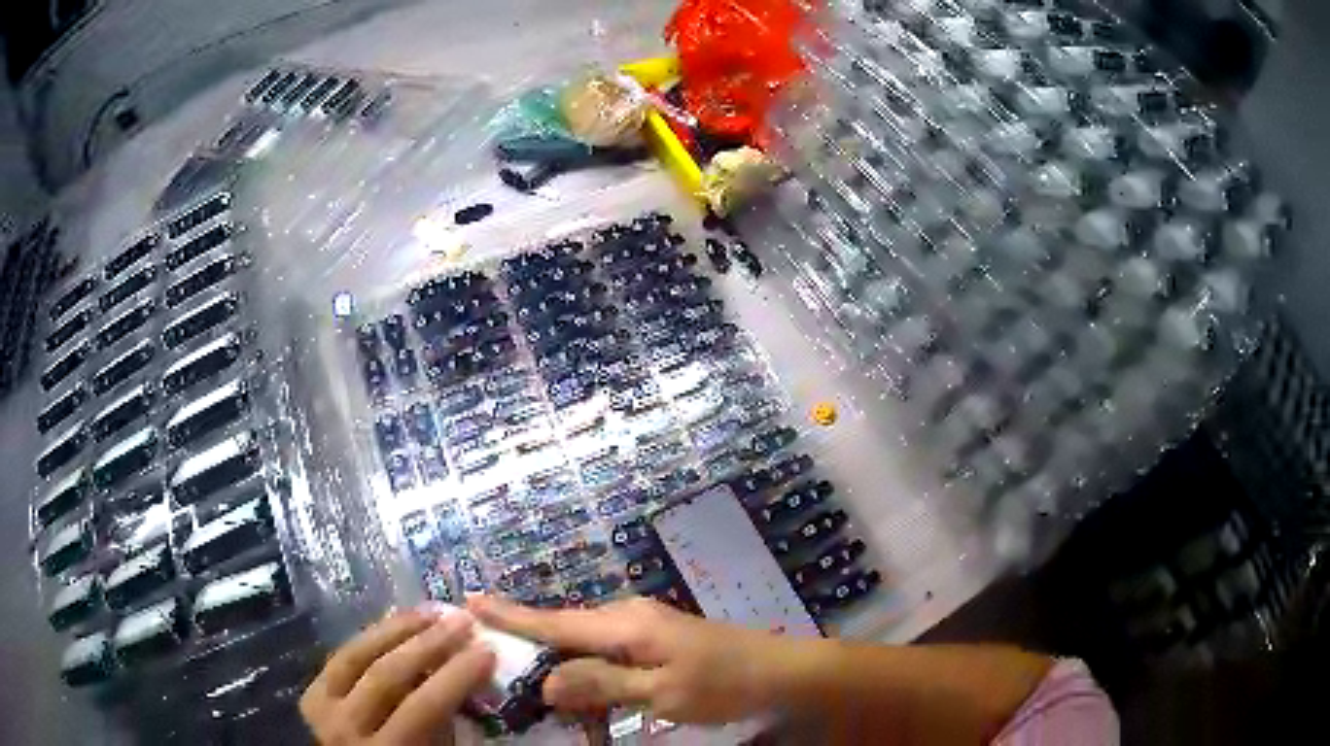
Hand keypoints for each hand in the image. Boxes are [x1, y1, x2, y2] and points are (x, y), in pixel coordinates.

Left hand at [300, 608, 495, 744]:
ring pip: (357, 656)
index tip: (487, 651)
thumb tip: (469, 684)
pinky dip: (370, 638)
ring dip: (396, 630)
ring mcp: (322, 707)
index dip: (456, 677)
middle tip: (462, 621)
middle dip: (429, 644)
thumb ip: (445, 730)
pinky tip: (394, 624)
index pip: (423, 707)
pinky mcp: (311, 694)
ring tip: (430, 613)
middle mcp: (347, 727)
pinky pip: (342, 657)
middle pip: (387, 675)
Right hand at [468, 595, 781, 723]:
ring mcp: (644, 628)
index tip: (468, 599)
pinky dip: (595, 680)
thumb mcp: (661, 692)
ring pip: (588, 651)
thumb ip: (601, 683)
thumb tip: (546, 680)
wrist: (781, 671)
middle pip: (565, 635)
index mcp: (624, 624)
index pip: (553, 620)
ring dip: (568, 676)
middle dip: (532, 652)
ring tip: (551, 705)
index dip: (509, 614)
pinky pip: (611, 659)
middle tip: (500, 672)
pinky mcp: (657, 642)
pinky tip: (593, 705)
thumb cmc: (723, 683)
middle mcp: (627, 617)